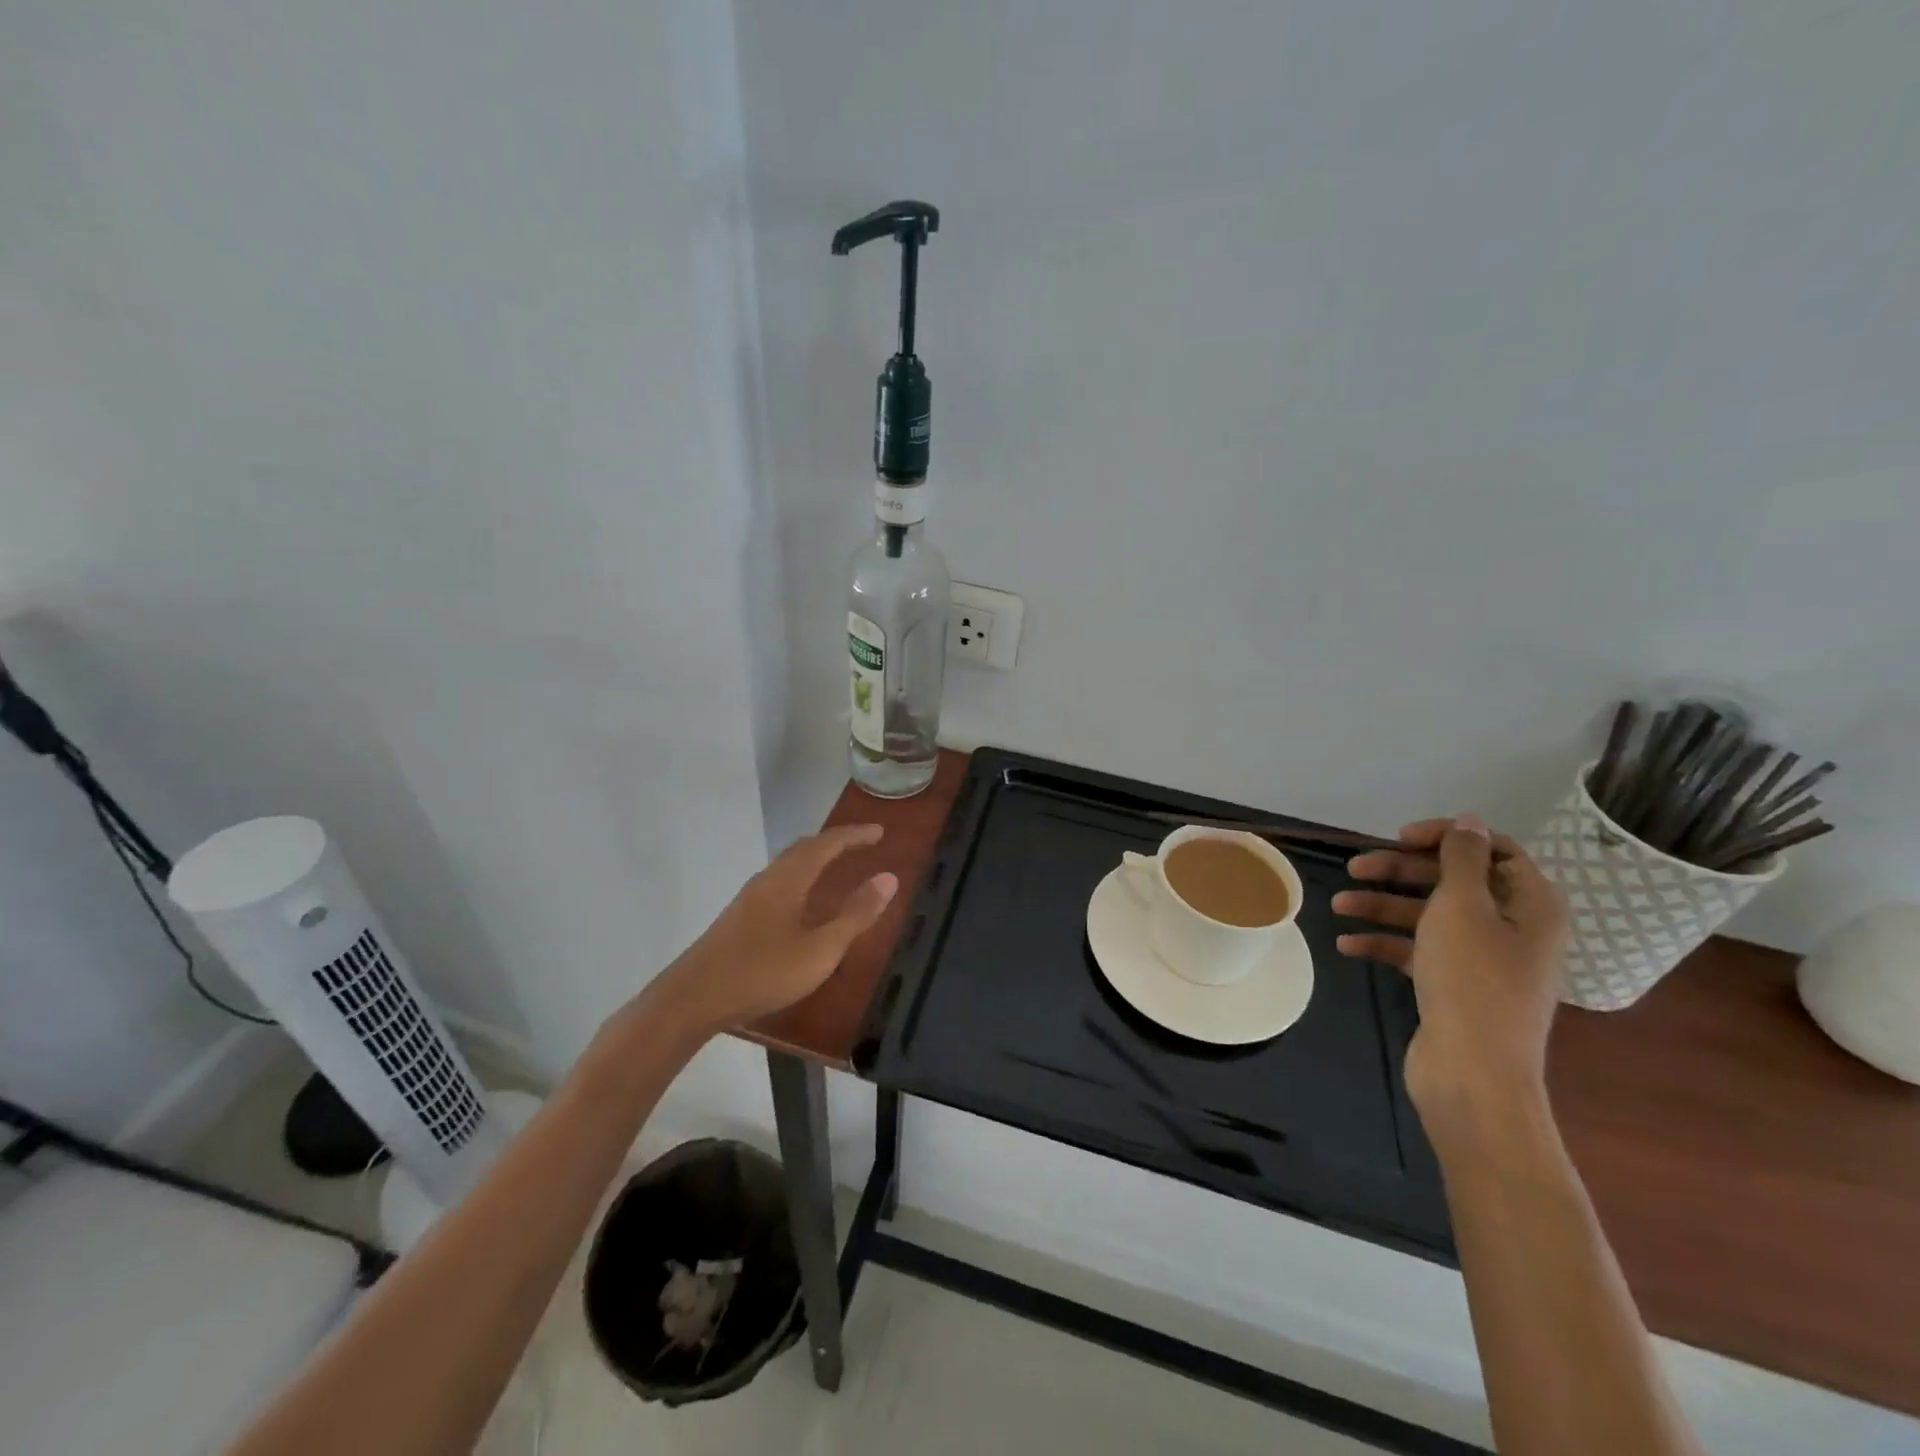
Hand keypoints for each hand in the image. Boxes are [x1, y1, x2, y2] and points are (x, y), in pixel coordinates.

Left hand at [647, 824, 898, 1036]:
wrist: (693, 998)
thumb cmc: (763, 972)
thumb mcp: (820, 949)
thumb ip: (855, 915)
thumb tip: (888, 878)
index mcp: (789, 880)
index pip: (826, 844)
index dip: (854, 835)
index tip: (880, 831)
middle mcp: (768, 879)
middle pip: (804, 848)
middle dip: (835, 842)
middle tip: (863, 843)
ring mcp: (750, 898)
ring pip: (789, 864)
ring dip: (816, 857)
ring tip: (838, 864)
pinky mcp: (740, 916)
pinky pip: (780, 880)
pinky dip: (802, 876)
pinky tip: (804, 901)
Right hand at [1332, 815, 1567, 1123]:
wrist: (1474, 1074)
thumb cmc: (1472, 981)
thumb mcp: (1463, 907)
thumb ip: (1462, 859)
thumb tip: (1469, 821)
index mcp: (1530, 904)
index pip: (1492, 849)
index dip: (1445, 837)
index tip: (1399, 837)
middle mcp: (1513, 927)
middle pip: (1452, 881)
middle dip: (1401, 871)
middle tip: (1354, 868)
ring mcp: (1484, 959)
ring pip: (1429, 916)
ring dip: (1383, 906)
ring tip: (1338, 905)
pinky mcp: (1455, 985)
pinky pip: (1418, 951)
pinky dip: (1385, 943)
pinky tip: (1348, 946)